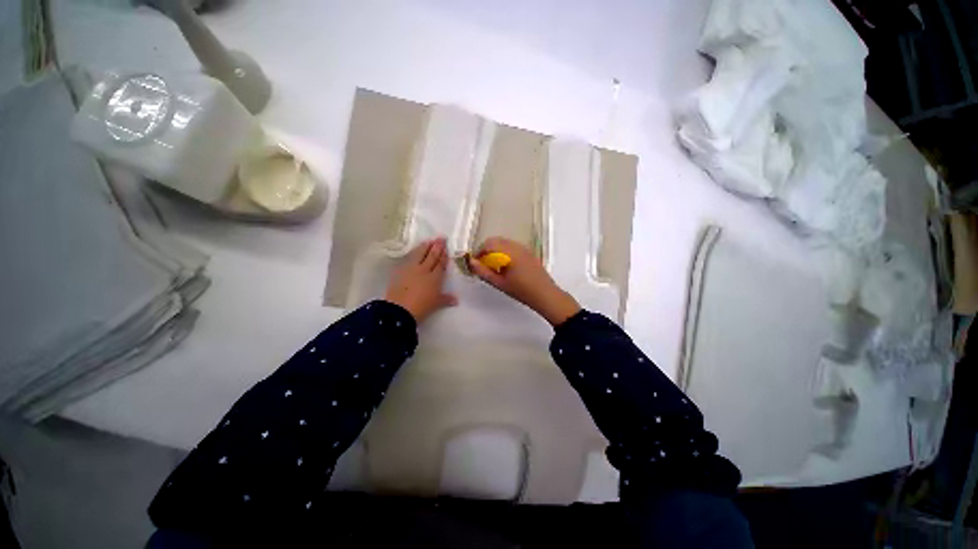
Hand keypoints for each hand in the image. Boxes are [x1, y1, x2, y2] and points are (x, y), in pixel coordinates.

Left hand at [385, 238, 457, 322]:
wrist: (399, 309)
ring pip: (420, 254)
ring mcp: (411, 269)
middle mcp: (424, 270)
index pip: (440, 263)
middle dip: (437, 247)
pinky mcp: (401, 271)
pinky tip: (415, 250)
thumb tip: (456, 300)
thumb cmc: (421, 307)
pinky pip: (409, 258)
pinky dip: (414, 253)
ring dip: (425, 246)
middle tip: (441, 238)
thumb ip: (446, 299)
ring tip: (429, 240)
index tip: (446, 247)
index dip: (444, 255)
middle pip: (432, 256)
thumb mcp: (436, 304)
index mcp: (435, 278)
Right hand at [468, 237, 579, 325]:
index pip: (488, 244)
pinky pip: (512, 246)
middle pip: (496, 240)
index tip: (475, 263)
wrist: (545, 294)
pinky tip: (505, 265)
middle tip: (482, 264)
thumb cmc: (521, 290)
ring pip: (504, 242)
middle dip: (486, 249)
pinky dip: (504, 251)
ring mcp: (524, 248)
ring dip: (495, 250)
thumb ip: (483, 272)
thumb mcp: (499, 283)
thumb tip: (471, 262)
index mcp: (509, 252)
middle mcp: (516, 246)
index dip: (478, 252)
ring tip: (493, 266)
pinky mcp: (529, 252)